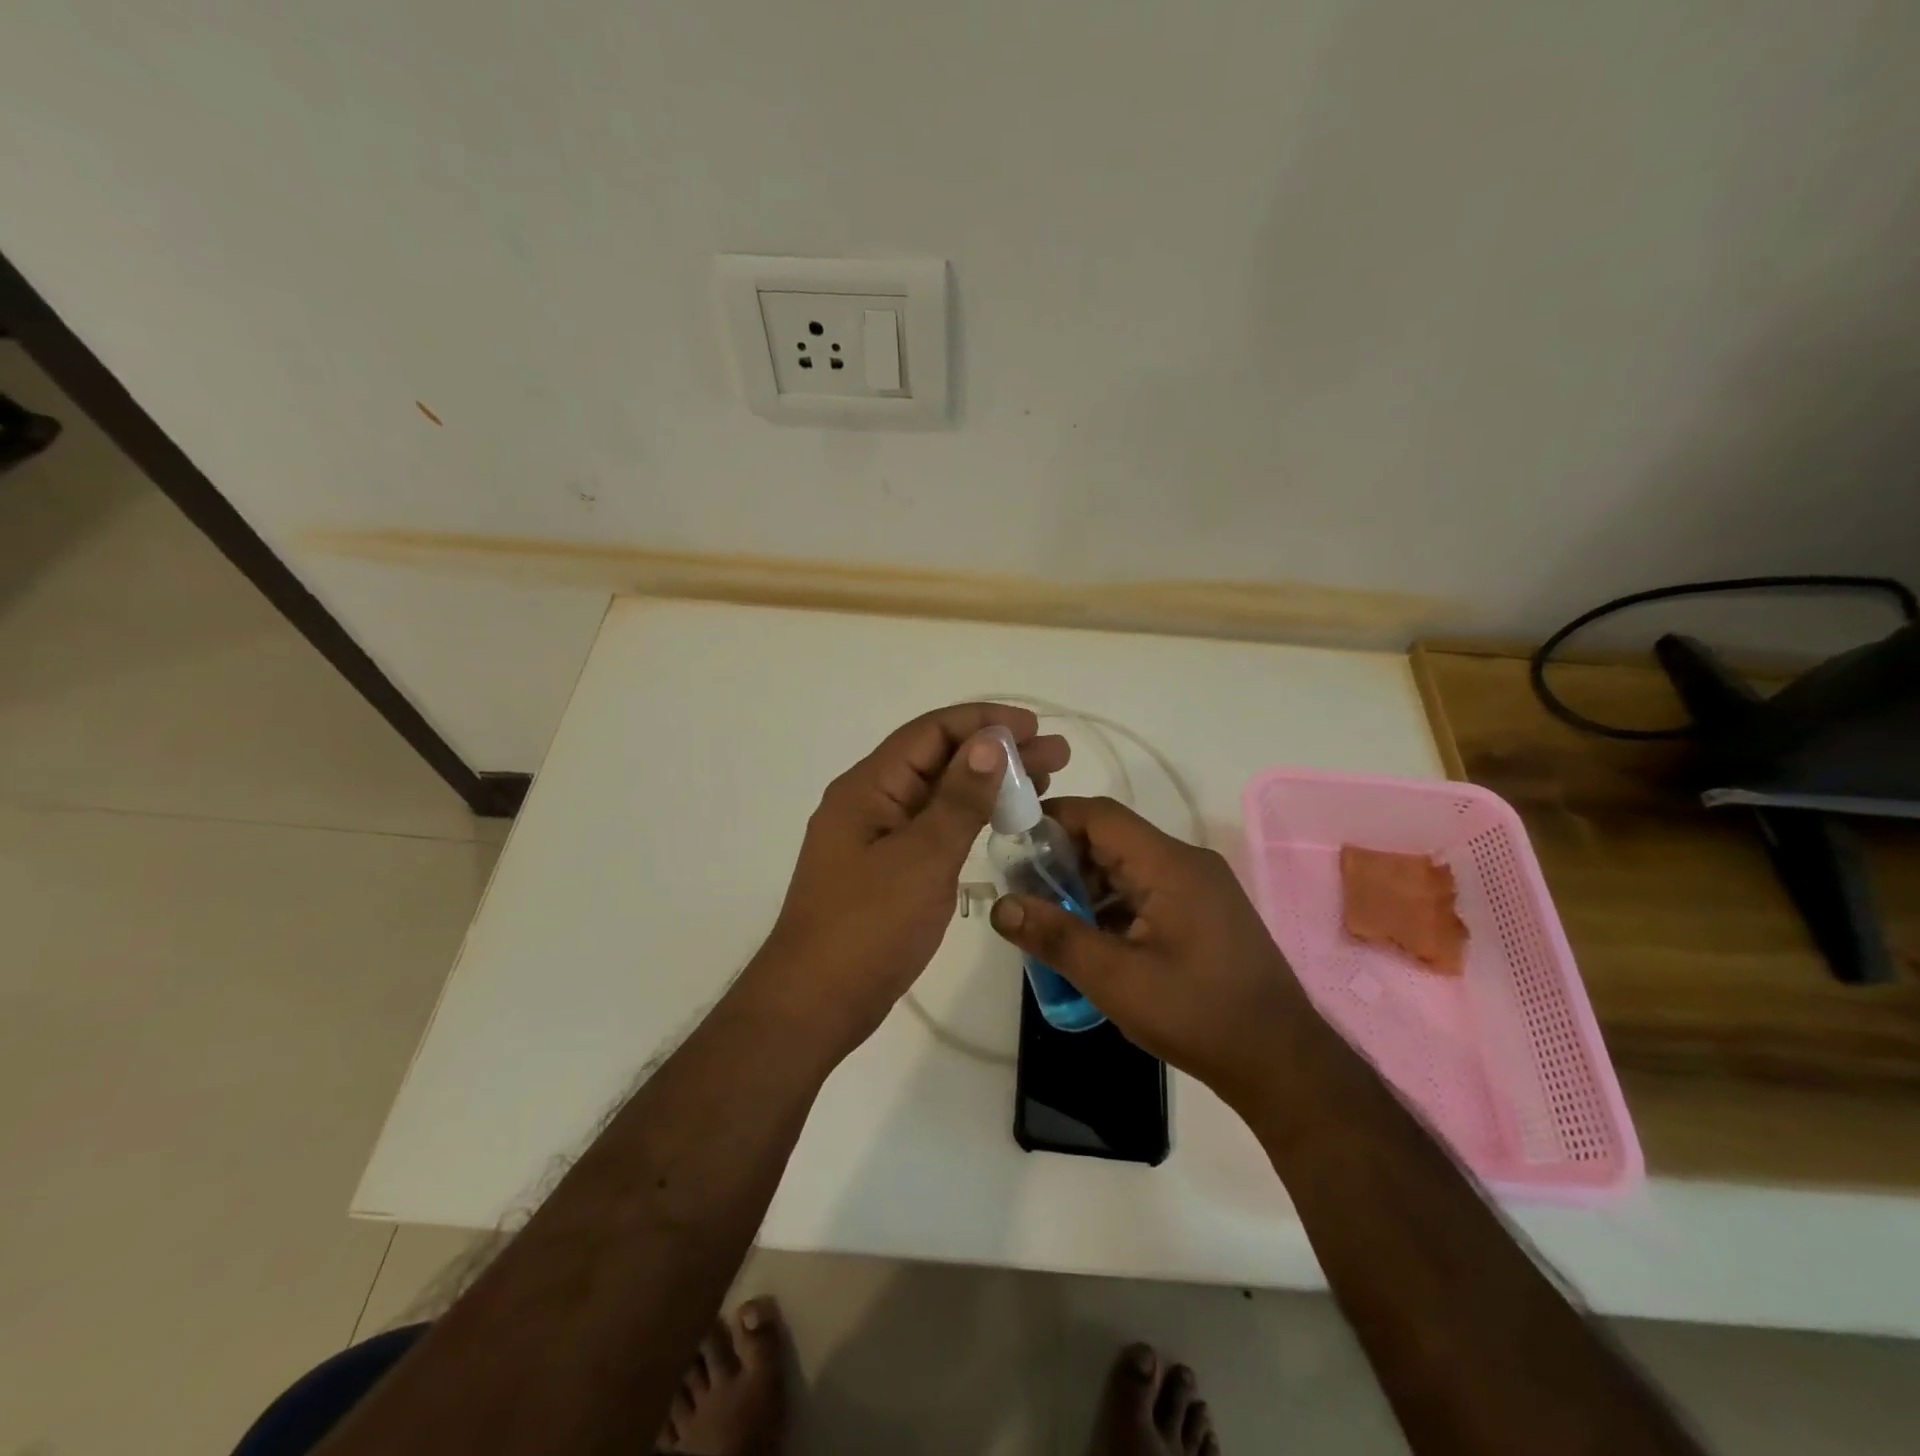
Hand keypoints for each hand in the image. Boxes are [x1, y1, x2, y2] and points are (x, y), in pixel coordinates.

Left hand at [747, 703, 1068, 1052]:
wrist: (815, 1004)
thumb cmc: (868, 928)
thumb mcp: (922, 858)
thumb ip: (959, 798)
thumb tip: (990, 741)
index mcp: (868, 787)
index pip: (931, 732)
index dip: (984, 722)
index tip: (1035, 727)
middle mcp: (870, 801)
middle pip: (938, 759)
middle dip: (996, 751)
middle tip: (1056, 756)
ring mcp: (877, 836)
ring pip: (938, 794)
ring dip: (987, 784)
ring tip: (1043, 783)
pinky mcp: (887, 868)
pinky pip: (933, 827)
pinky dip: (969, 818)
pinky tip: (1001, 821)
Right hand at [989, 796, 1311, 1102]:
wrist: (1282, 1062)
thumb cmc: (1197, 1014)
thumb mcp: (1116, 979)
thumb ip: (1056, 937)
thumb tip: (1001, 906)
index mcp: (1170, 864)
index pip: (1101, 815)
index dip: (1054, 819)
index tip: (1012, 840)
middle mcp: (1187, 864)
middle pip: (1113, 840)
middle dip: (1064, 859)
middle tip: (1023, 890)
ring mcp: (1200, 889)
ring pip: (1129, 868)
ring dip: (1087, 886)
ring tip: (1049, 918)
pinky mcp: (1204, 914)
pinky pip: (1147, 892)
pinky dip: (1113, 906)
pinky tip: (1090, 939)